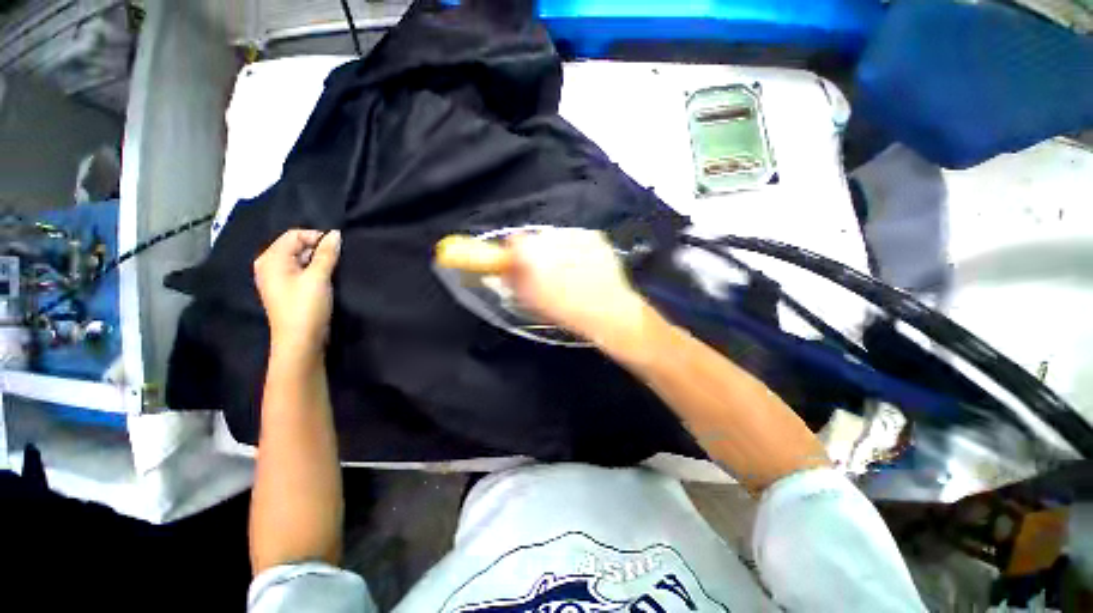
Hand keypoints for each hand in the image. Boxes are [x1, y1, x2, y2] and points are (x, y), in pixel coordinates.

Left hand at [254, 229, 341, 356]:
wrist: (300, 341)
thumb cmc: (306, 306)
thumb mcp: (318, 277)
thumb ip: (327, 254)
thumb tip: (336, 234)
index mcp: (271, 259)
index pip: (294, 235)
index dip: (317, 237)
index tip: (338, 248)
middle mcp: (269, 265)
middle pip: (296, 246)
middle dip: (318, 249)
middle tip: (338, 260)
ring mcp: (277, 279)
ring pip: (300, 259)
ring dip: (318, 261)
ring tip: (334, 270)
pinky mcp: (287, 290)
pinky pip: (300, 271)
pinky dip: (314, 271)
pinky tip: (326, 279)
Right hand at [505, 228, 647, 343]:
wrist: (607, 310)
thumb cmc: (565, 309)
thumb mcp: (531, 300)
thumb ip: (515, 280)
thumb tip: (508, 271)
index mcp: (533, 253)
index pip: (515, 240)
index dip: (515, 252)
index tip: (520, 263)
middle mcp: (553, 237)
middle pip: (538, 238)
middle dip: (538, 252)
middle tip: (546, 271)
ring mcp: (577, 234)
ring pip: (559, 238)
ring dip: (558, 249)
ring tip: (569, 271)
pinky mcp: (595, 236)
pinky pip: (578, 239)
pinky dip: (577, 249)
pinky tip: (584, 267)